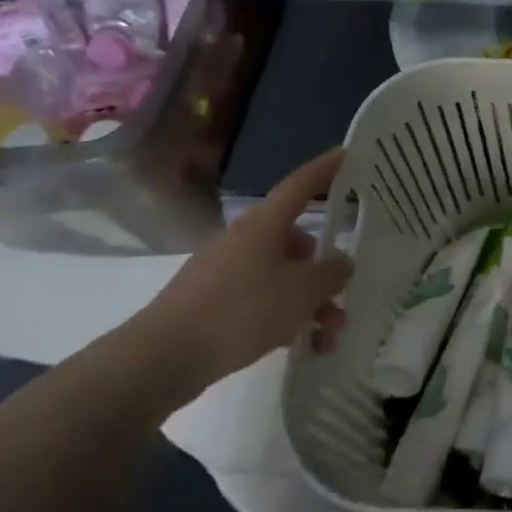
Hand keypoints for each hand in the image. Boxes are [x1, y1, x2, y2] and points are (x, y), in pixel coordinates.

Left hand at [131, 148, 352, 392]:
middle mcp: (245, 240)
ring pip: (284, 278)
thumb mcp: (302, 292)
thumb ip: (332, 273)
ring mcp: (227, 271)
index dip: (326, 169)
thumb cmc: (241, 311)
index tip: (348, 154)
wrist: (164, 357)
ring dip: (311, 303)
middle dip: (326, 270)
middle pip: (297, 243)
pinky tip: (303, 346)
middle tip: (345, 294)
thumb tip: (342, 262)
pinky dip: (287, 319)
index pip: (301, 185)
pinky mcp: (216, 302)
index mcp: (265, 225)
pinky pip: (263, 301)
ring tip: (328, 336)